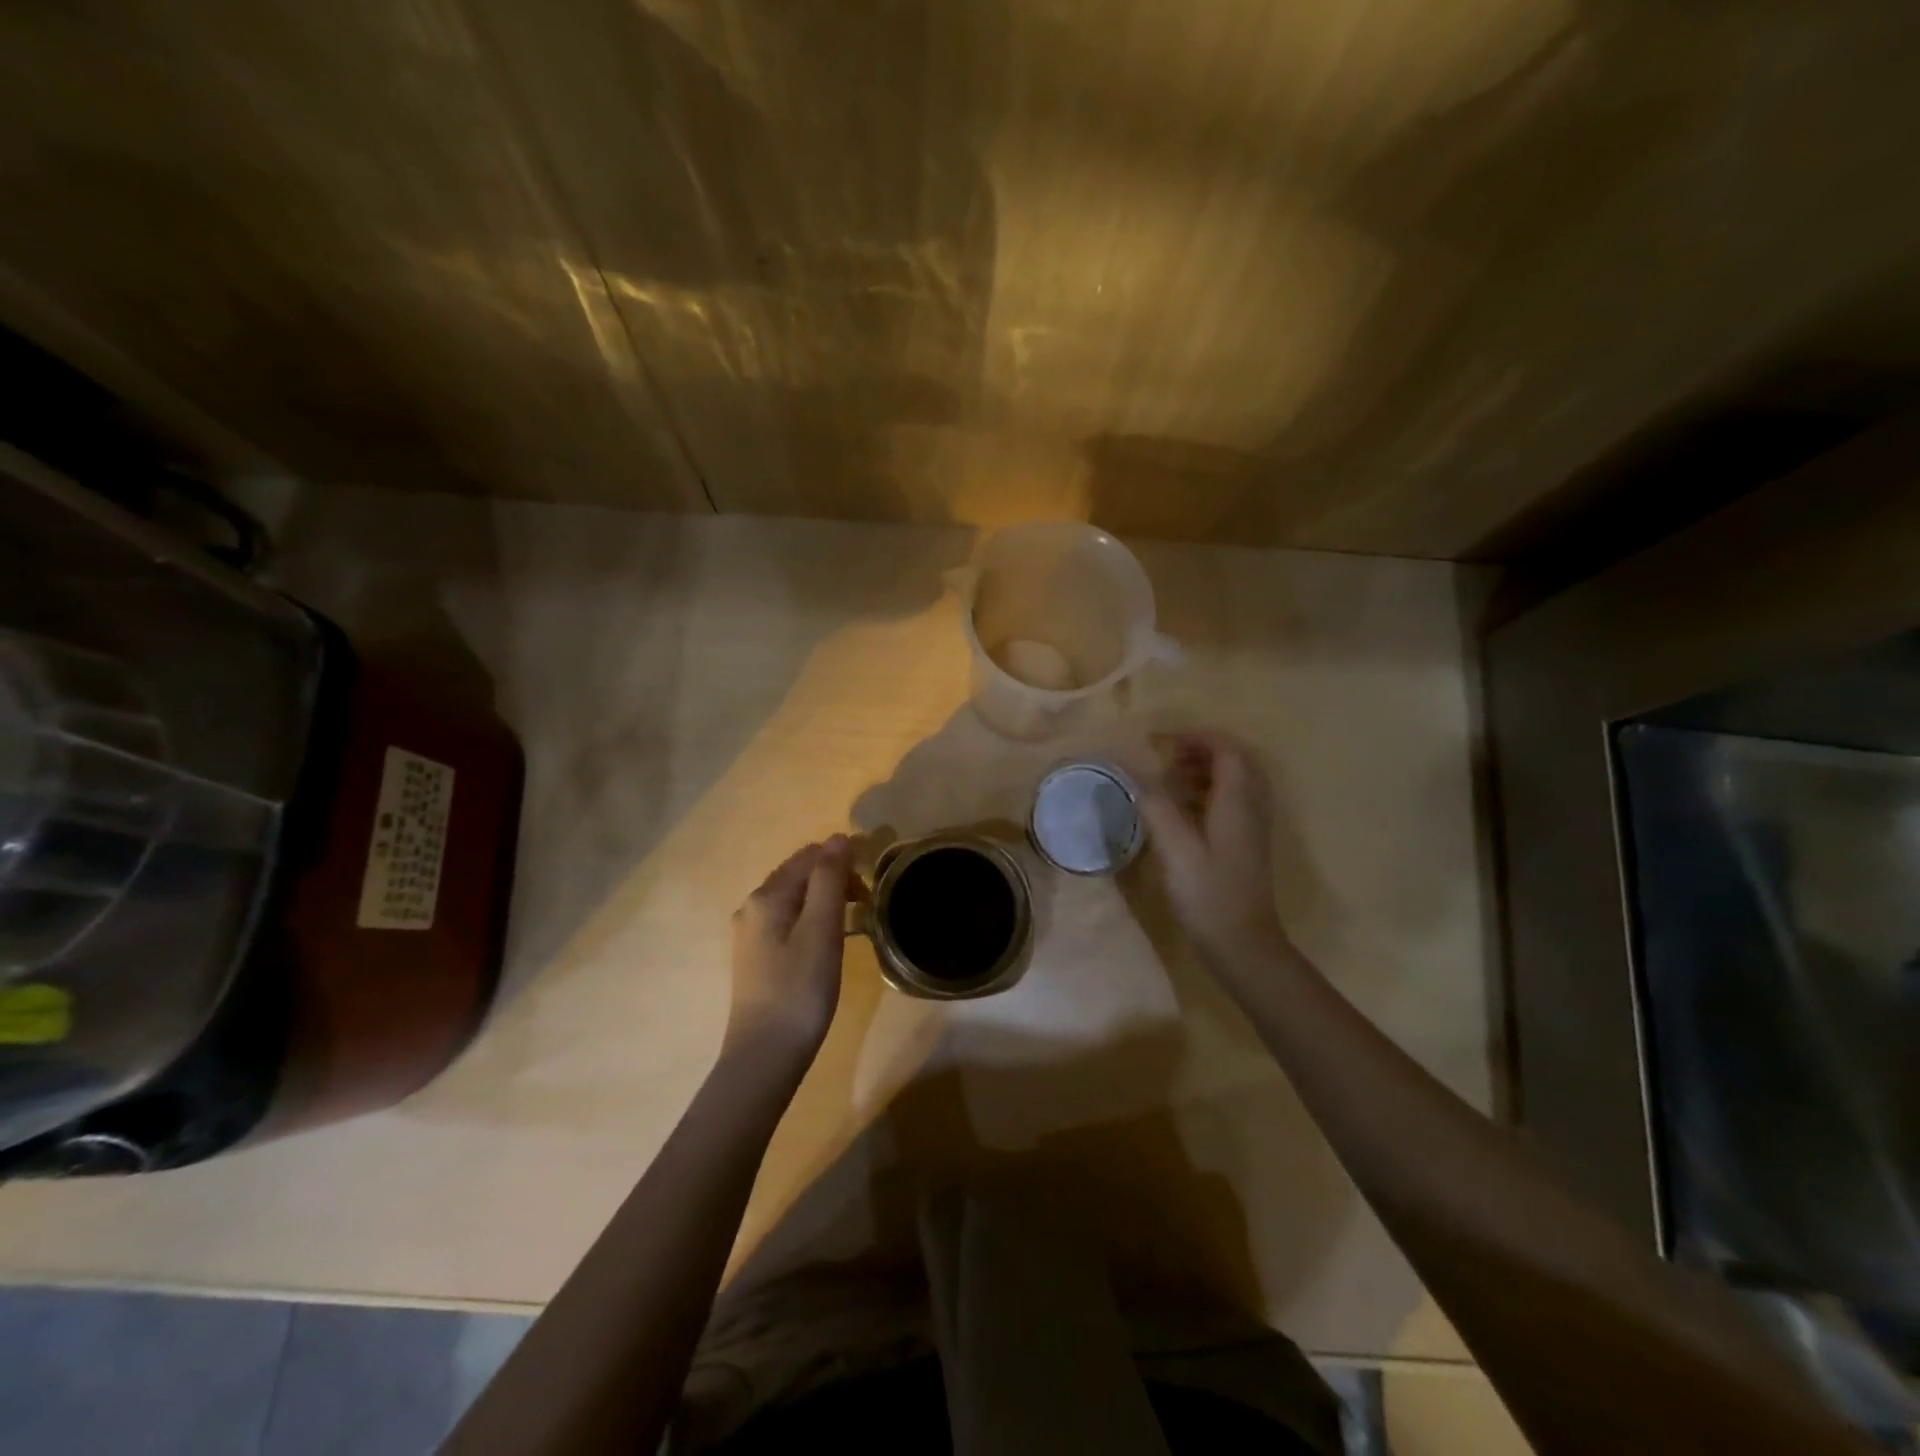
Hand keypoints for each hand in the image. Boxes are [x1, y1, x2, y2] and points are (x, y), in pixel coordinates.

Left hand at [727, 835, 852, 1060]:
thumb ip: (829, 879)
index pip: (809, 856)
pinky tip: (827, 942)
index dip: (842, 860)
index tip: (872, 884)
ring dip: (824, 899)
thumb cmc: (799, 989)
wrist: (765, 1056)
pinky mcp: (755, 957)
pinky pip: (788, 920)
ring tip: (852, 921)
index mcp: (766, 896)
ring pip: (794, 898)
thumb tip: (838, 837)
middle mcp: (751, 907)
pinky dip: (812, 919)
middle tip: (866, 903)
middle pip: (798, 874)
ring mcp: (750, 934)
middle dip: (833, 878)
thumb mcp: (821, 930)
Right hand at [1140, 732, 1289, 970]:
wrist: (1242, 944)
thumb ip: (1156, 808)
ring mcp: (1252, 827)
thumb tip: (1137, 778)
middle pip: (1238, 761)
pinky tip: (1183, 809)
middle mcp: (1252, 808)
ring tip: (1172, 777)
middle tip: (1170, 756)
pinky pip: (1233, 801)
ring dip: (1207, 770)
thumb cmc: (1209, 894)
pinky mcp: (1246, 844)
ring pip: (1237, 781)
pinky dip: (1209, 792)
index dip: (1198, 737)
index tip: (1163, 742)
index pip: (1228, 750)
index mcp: (1238, 803)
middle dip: (1204, 750)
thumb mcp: (1176, 850)